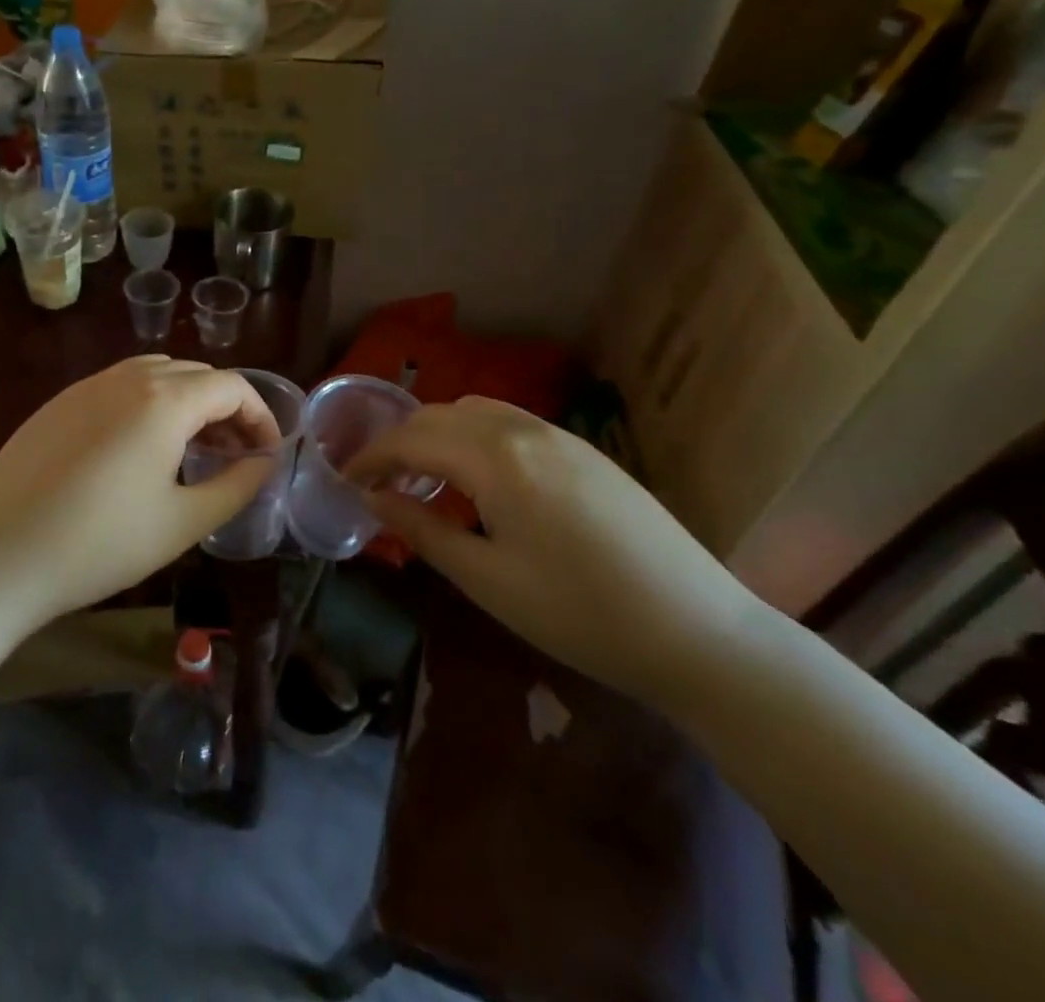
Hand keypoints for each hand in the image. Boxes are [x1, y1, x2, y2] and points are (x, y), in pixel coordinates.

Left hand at [0, 356, 278, 631]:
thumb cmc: (99, 544)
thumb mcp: (182, 523)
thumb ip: (235, 486)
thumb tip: (263, 463)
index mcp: (164, 400)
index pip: (232, 386)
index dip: (261, 416)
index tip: (267, 454)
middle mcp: (126, 378)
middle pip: (195, 375)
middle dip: (226, 408)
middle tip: (234, 455)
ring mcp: (86, 386)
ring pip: (156, 374)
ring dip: (186, 402)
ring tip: (191, 449)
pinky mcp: (57, 404)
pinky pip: (118, 387)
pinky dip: (147, 404)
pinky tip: (138, 450)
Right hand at [345, 397, 763, 701]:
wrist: (699, 632)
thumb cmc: (580, 614)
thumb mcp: (487, 580)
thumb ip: (421, 529)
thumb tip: (372, 498)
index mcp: (496, 458)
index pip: (411, 439)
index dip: (370, 456)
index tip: (344, 478)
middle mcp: (524, 429)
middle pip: (439, 415)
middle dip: (399, 440)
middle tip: (376, 480)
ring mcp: (560, 435)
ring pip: (475, 411)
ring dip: (437, 432)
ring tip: (423, 476)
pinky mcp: (584, 450)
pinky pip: (510, 422)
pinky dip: (474, 435)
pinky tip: (478, 477)